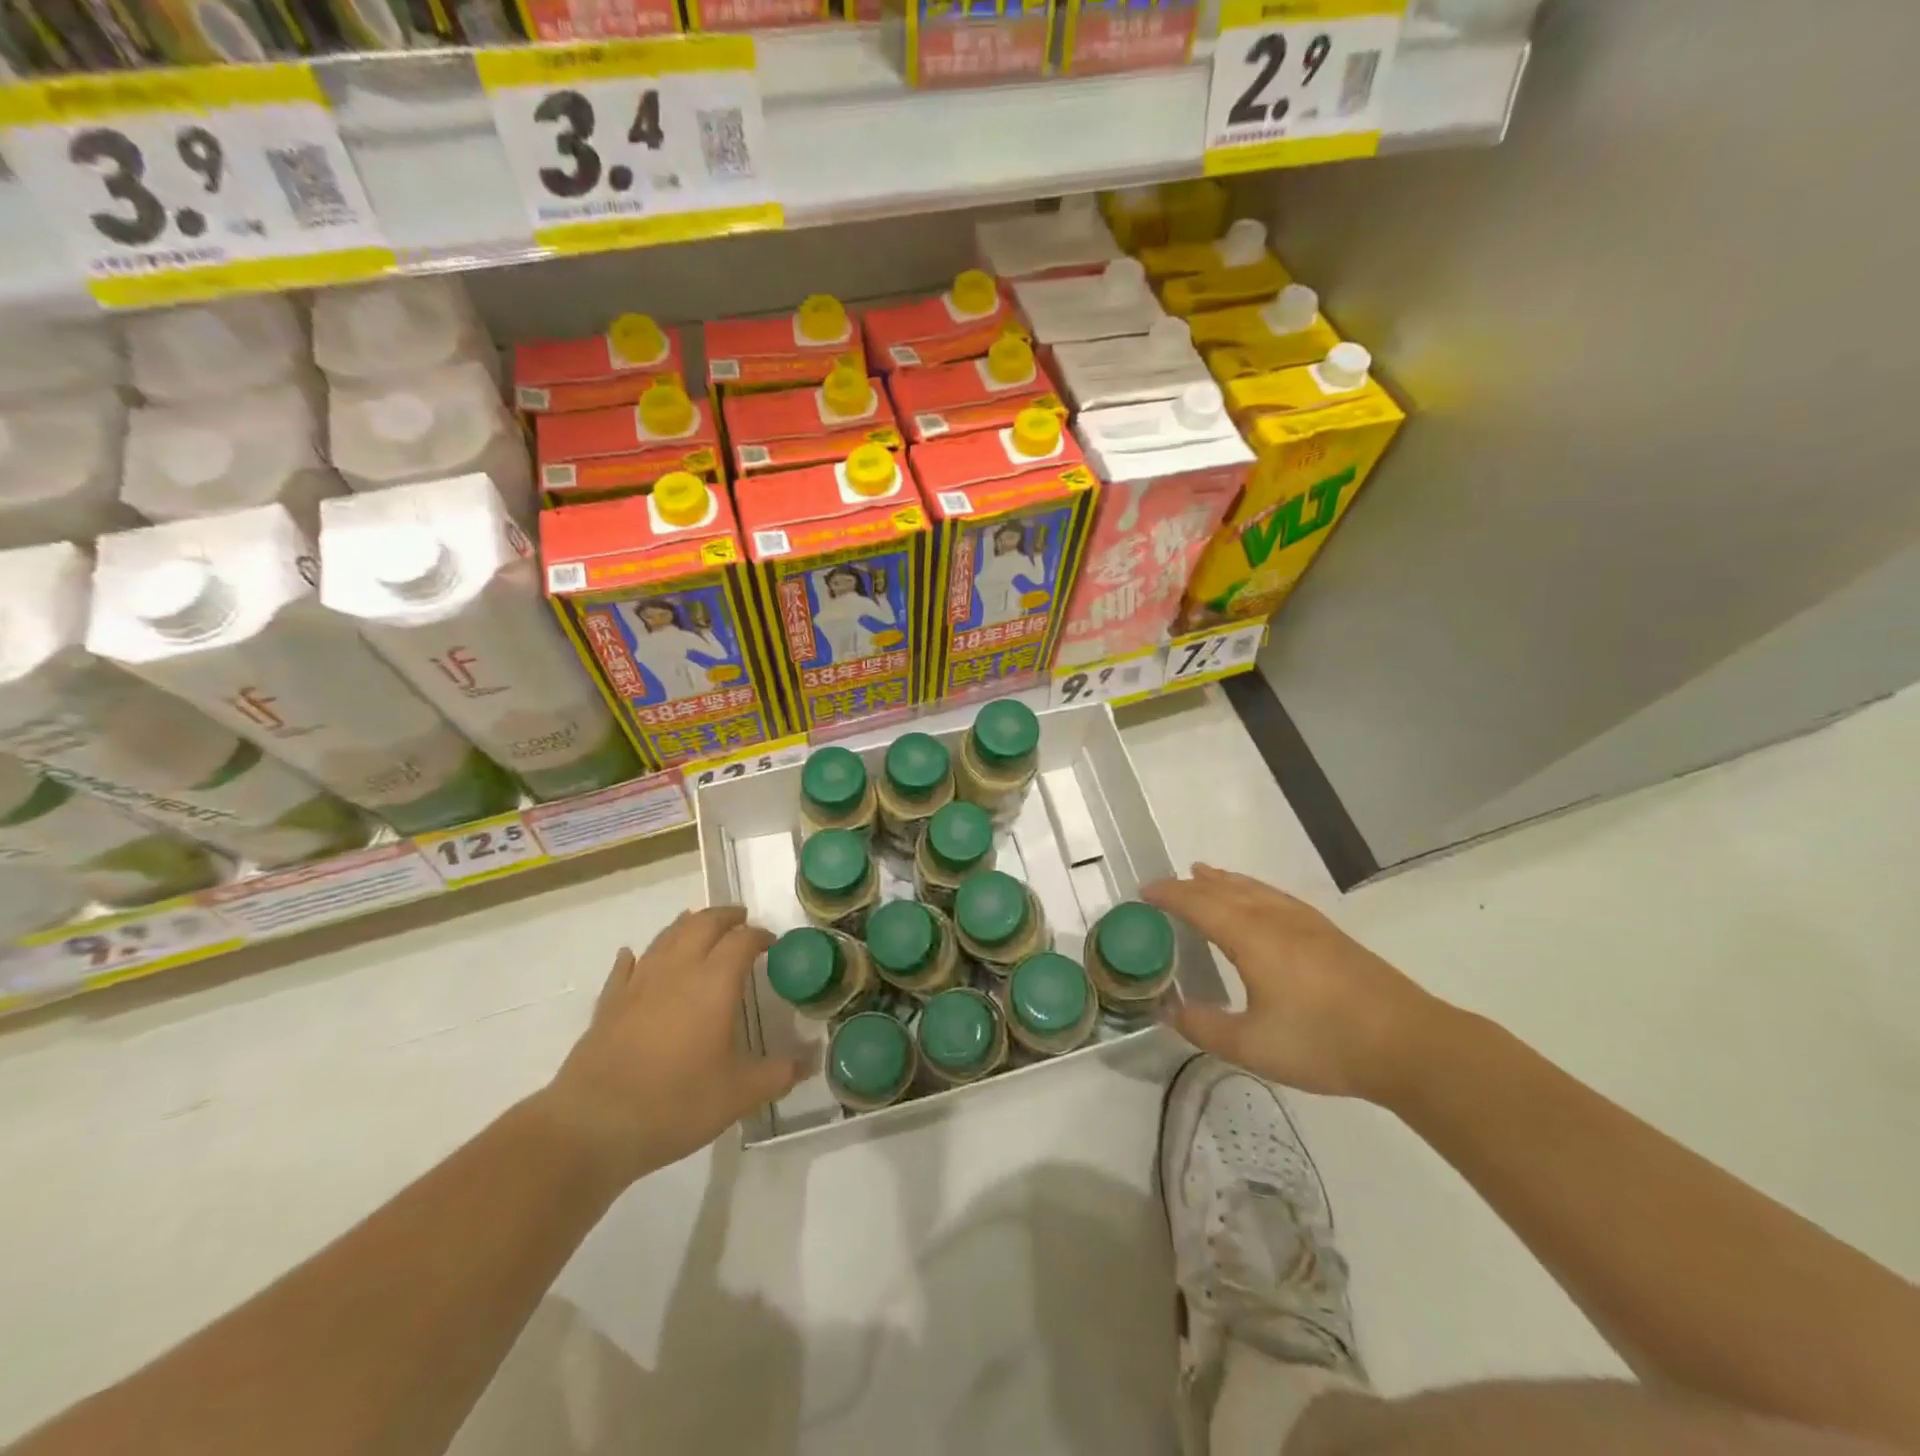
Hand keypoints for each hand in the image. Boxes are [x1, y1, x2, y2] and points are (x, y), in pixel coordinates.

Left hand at [544, 908, 803, 1185]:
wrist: (593, 1126)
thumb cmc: (675, 1104)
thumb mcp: (739, 1095)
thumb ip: (777, 1074)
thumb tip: (808, 1063)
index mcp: (714, 984)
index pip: (741, 941)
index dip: (759, 936)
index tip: (771, 943)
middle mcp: (677, 971)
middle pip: (702, 924)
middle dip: (724, 917)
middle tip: (740, 920)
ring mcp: (638, 984)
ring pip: (666, 938)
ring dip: (686, 926)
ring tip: (699, 925)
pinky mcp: (609, 1004)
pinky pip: (625, 968)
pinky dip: (636, 957)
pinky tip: (634, 956)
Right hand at [1144, 864, 1450, 1104]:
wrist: (1409, 1044)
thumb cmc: (1323, 1042)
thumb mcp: (1252, 1045)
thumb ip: (1204, 1028)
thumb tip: (1168, 1011)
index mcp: (1251, 937)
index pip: (1199, 903)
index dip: (1169, 895)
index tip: (1144, 891)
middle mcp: (1275, 919)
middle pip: (1226, 889)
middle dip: (1193, 884)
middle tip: (1170, 883)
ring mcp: (1307, 924)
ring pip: (1256, 889)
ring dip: (1225, 881)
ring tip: (1207, 873)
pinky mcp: (1330, 935)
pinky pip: (1277, 898)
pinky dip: (1254, 890)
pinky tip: (1262, 902)